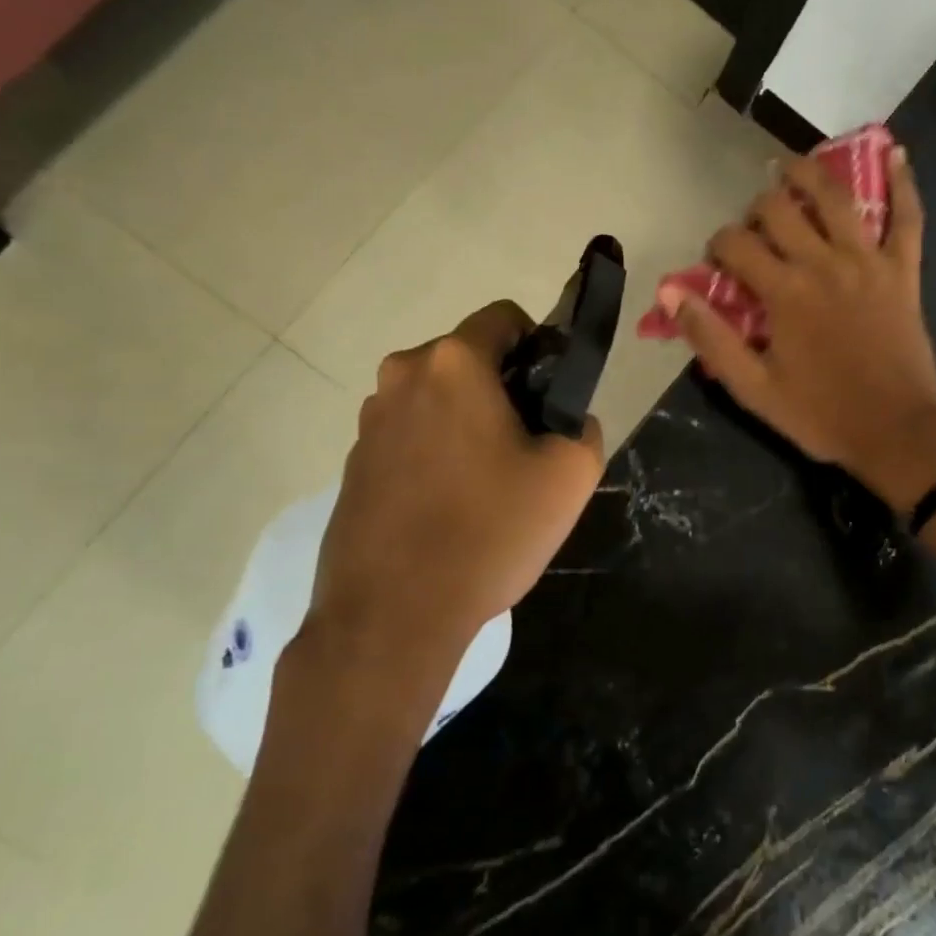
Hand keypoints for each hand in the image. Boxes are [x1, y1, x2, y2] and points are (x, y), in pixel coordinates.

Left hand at [305, 301, 603, 688]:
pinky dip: (435, 453)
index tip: (551, 396)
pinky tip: (450, 508)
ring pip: (438, 399)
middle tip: (526, 450)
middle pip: (468, 360)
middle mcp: (401, 377)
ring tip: (489, 486)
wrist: (392, 617)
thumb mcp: (570, 474)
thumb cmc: (489, 532)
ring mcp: (369, 422)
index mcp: (452, 364)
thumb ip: (583, 426)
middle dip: (503, 389)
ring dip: (467, 422)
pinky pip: (410, 436)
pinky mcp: (353, 463)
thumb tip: (566, 419)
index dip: (540, 346)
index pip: (504, 318)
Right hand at [667, 145, 935, 508]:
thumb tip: (671, 293)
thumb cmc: (821, 415)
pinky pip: (907, 217)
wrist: (897, 432)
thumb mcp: (754, 389)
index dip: (717, 246)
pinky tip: (894, 153)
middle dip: (756, 210)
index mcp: (784, 292)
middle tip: (755, 228)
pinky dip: (903, 183)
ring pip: (836, 197)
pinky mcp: (903, 270)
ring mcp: (868, 261)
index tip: (718, 265)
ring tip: (791, 168)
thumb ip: (712, 338)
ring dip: (809, 174)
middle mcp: (823, 263)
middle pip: (779, 209)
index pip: (735, 245)